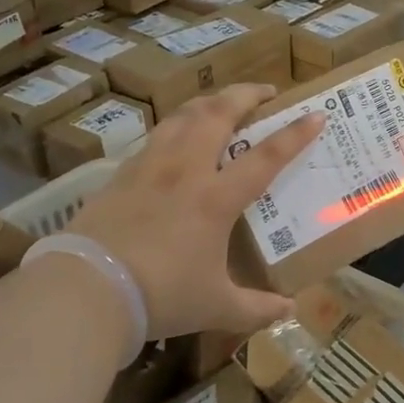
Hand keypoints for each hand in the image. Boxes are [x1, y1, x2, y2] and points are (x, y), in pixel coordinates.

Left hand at [64, 85, 323, 338]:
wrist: (87, 289)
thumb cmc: (161, 296)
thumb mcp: (215, 307)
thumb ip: (255, 308)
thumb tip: (288, 311)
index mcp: (216, 198)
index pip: (266, 156)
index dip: (295, 134)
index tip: (316, 114)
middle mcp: (186, 170)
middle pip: (219, 114)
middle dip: (246, 94)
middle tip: (265, 91)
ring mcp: (150, 166)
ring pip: (183, 115)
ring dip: (209, 102)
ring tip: (221, 103)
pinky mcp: (121, 174)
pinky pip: (155, 136)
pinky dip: (175, 126)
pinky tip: (175, 137)